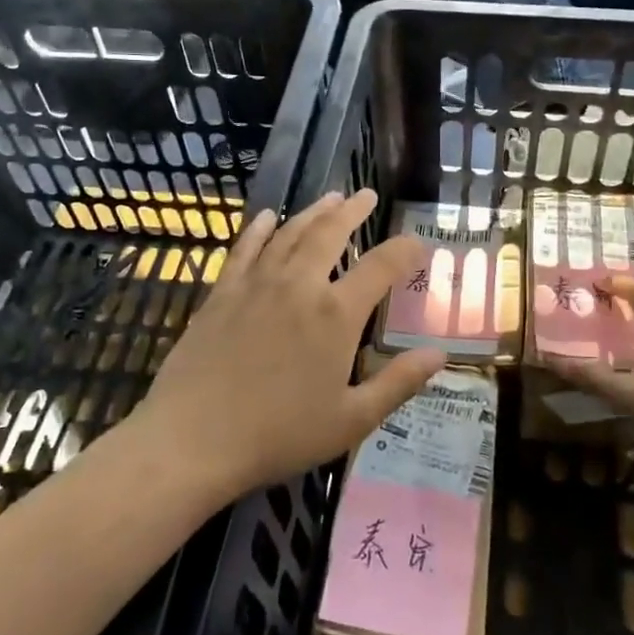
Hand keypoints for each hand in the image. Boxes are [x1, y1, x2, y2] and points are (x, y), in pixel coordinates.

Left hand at [131, 191, 447, 494]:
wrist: (193, 439)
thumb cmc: (279, 434)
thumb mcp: (352, 420)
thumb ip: (398, 383)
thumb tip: (440, 355)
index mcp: (336, 315)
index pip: (381, 267)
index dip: (404, 250)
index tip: (417, 243)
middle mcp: (299, 285)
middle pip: (331, 233)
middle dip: (352, 211)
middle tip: (365, 195)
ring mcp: (256, 284)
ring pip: (289, 233)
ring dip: (312, 212)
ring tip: (329, 198)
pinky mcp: (221, 293)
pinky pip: (244, 249)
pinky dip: (259, 229)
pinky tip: (267, 217)